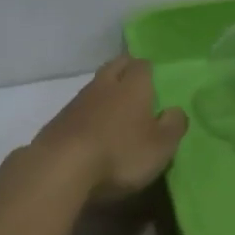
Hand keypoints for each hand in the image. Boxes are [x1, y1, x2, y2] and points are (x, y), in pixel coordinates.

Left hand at [30, 56, 188, 200]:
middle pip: (115, 66)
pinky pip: (78, 109)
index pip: (142, 65)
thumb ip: (173, 126)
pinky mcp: (58, 121)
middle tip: (134, 84)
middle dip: (125, 70)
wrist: (62, 168)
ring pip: (95, 86)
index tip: (154, 81)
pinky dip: (87, 114)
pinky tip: (91, 130)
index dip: (149, 71)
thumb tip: (176, 111)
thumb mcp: (161, 146)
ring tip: (113, 109)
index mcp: (133, 87)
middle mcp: (104, 86)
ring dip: (104, 92)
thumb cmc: (121, 154)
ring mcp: (77, 102)